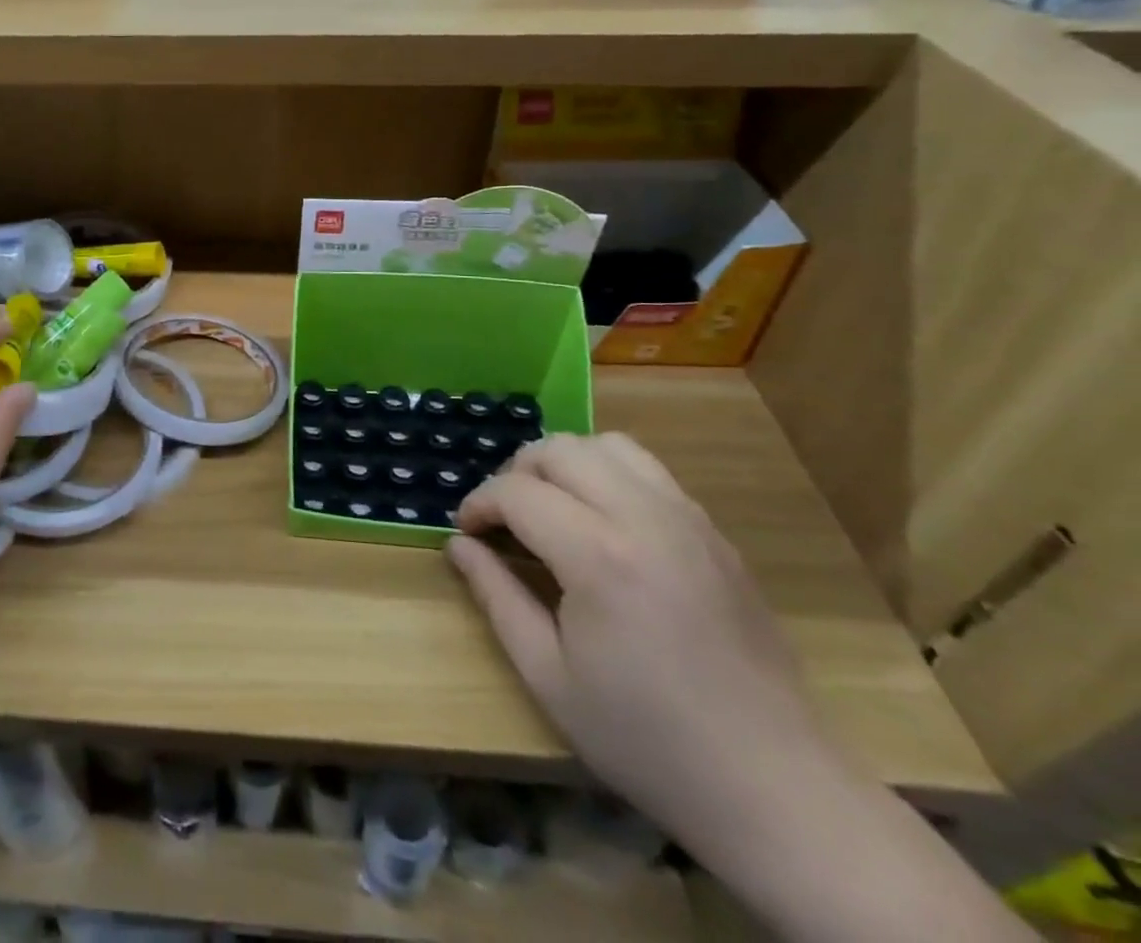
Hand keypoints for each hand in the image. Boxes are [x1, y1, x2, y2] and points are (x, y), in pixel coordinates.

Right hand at [448, 433, 838, 858]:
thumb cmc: (646, 739)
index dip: (478, 504)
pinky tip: (604, 524)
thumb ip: (495, 596)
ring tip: (553, 507)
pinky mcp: (716, 534)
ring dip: (566, 463)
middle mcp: (645, 519)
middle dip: (516, 472)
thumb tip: (458, 544)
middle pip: (560, 450)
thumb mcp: (548, 676)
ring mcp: (689, 520)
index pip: (517, 491)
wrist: (774, 787)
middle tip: (503, 518)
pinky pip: (650, 471)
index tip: (466, 532)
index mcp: (599, 556)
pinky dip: (610, 475)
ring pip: (609, 445)